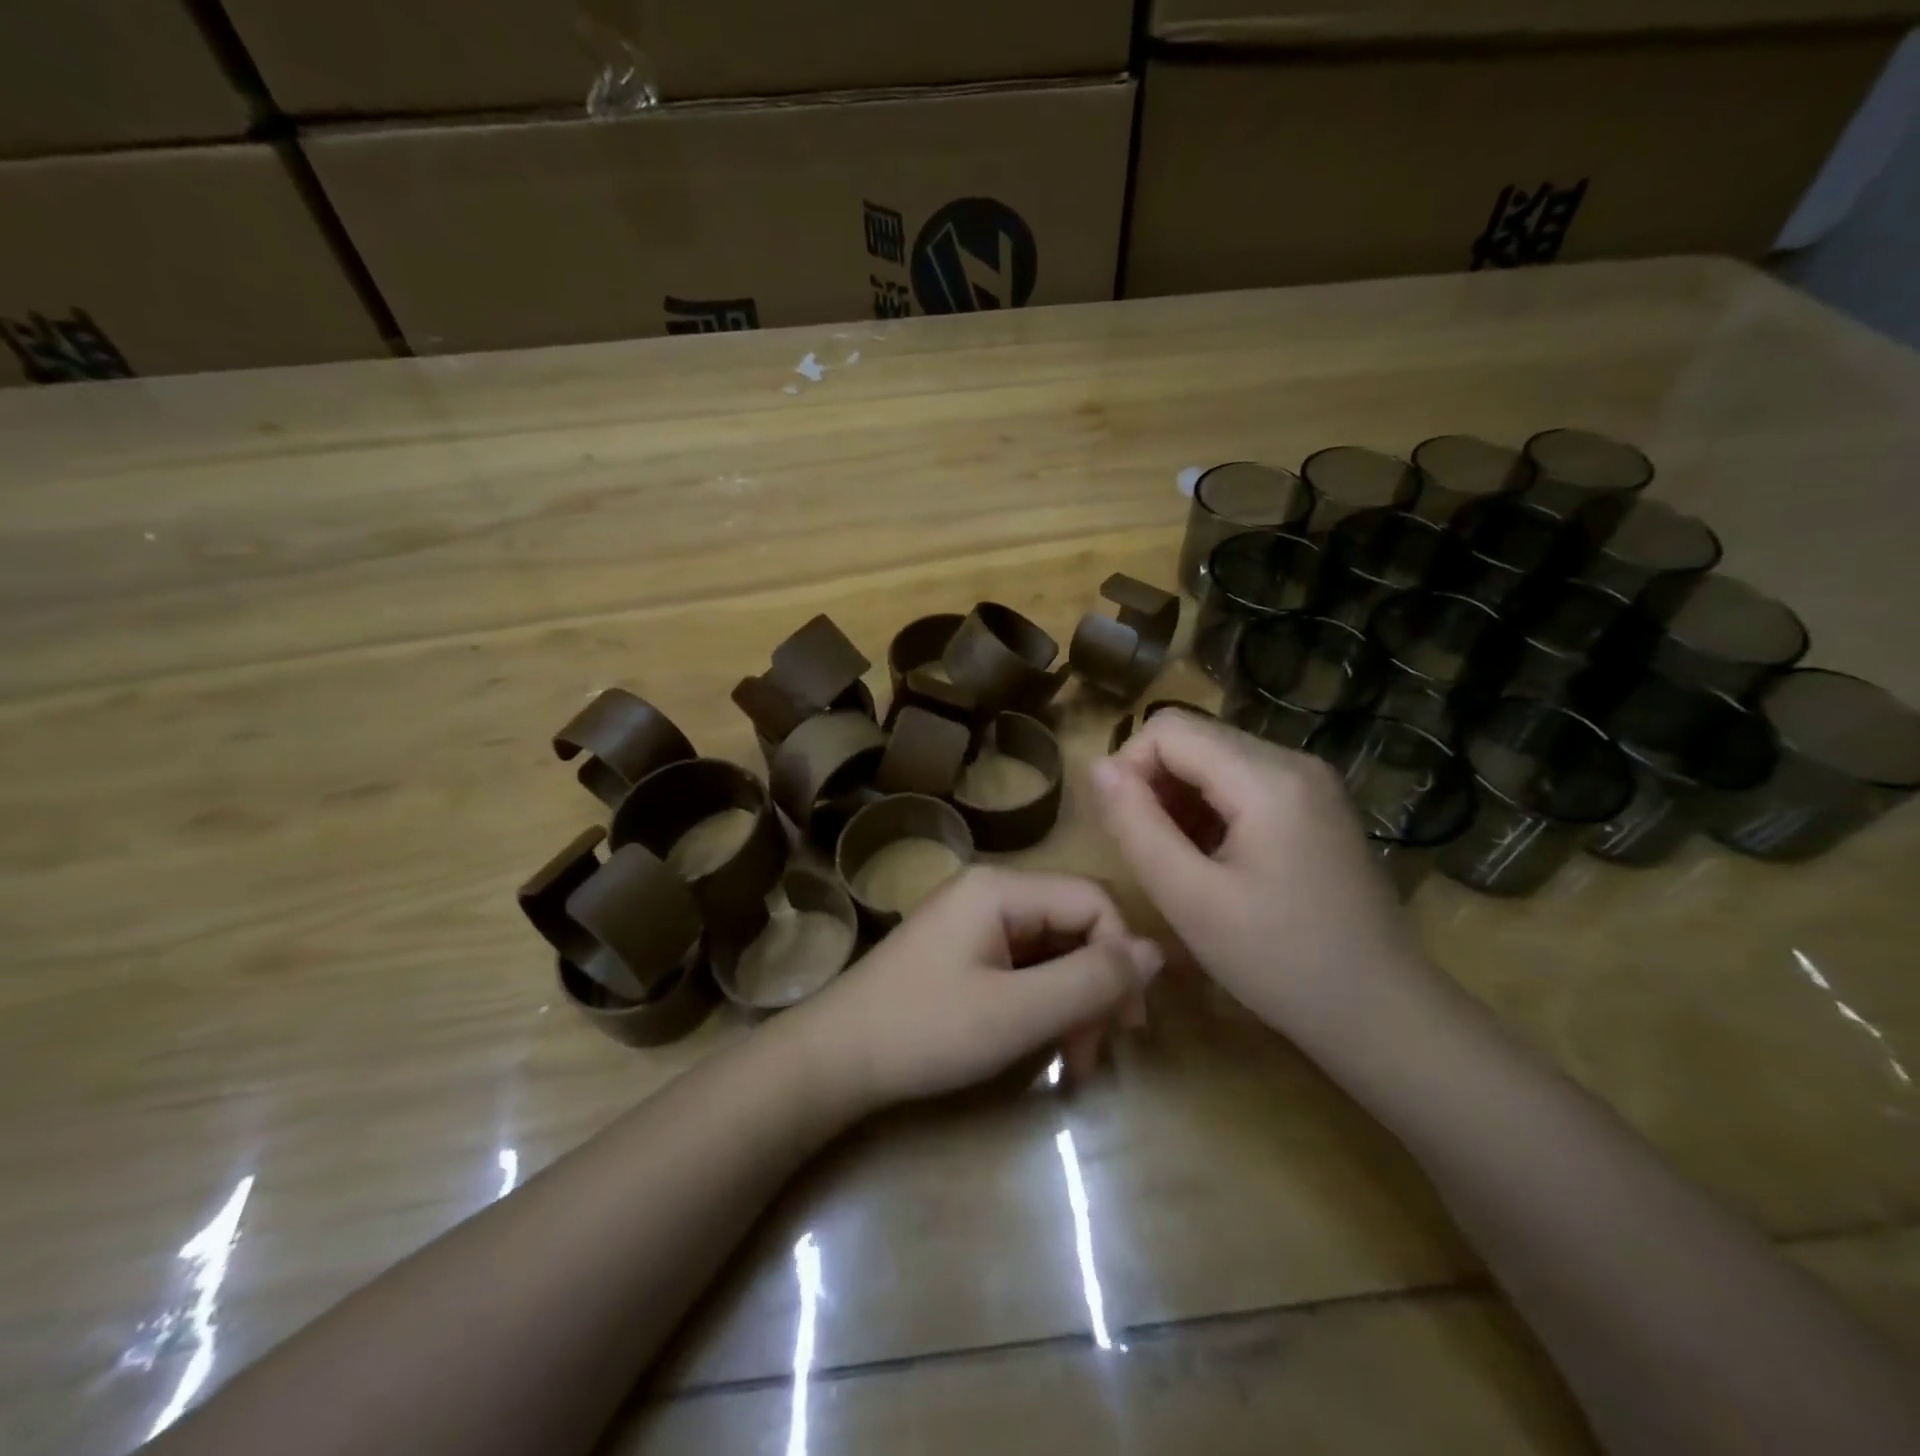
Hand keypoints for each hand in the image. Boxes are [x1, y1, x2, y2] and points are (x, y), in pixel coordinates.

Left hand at [795, 866, 1161, 1109]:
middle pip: (1074, 924)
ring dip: (1072, 1001)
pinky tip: (1044, 1043)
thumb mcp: (1018, 1011)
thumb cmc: (927, 1030)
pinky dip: (1043, 1002)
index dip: (1122, 957)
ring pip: (1052, 948)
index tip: (1128, 1024)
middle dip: (1096, 987)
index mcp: (1002, 888)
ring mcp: (974, 919)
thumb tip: (1157, 952)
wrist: (836, 1058)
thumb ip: (1091, 979)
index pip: (1093, 901)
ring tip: (1072, 1060)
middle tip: (1095, 1052)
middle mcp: (991, 891)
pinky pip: (1024, 963)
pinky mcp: (964, 949)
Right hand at [1089, 709, 1430, 1042]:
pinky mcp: (1316, 807)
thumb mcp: (1191, 900)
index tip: (1123, 829)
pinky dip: (1211, 812)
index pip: (1167, 728)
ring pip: (1215, 761)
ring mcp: (1311, 783)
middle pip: (1193, 739)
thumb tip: (1098, 768)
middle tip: (1150, 853)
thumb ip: (1137, 826)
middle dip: (1155, 786)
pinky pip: (1243, 784)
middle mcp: (1294, 761)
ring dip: (1180, 801)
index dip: (1129, 768)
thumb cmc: (1282, 963)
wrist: (1384, 1015)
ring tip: (1180, 863)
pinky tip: (1214, 863)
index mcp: (1267, 777)